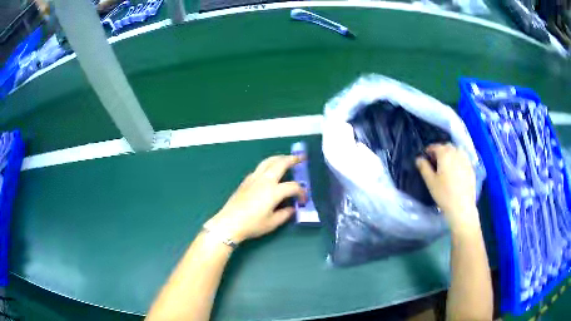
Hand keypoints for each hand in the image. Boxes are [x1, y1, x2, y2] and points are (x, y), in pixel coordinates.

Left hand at [205, 155, 305, 243]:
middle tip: (301, 158)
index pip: (293, 187)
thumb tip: (292, 209)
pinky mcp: (245, 181)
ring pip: (268, 161)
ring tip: (286, 158)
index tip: (303, 200)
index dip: (302, 192)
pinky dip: (268, 165)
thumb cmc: (252, 225)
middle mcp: (265, 180)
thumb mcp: (272, 223)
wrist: (229, 223)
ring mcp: (254, 178)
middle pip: (280, 164)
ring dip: (279, 158)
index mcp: (274, 191)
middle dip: (292, 159)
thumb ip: (285, 214)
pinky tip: (269, 171)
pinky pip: (259, 168)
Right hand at [416, 143, 479, 230]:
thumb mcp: (430, 182)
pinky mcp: (471, 168)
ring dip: (451, 153)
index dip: (429, 150)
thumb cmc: (444, 194)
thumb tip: (419, 159)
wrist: (462, 207)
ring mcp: (465, 160)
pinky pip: (463, 158)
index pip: (435, 146)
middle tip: (435, 161)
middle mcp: (456, 153)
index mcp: (445, 154)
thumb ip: (424, 168)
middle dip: (440, 151)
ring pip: (457, 151)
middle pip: (447, 146)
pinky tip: (456, 170)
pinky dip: (458, 160)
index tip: (425, 157)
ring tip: (446, 164)